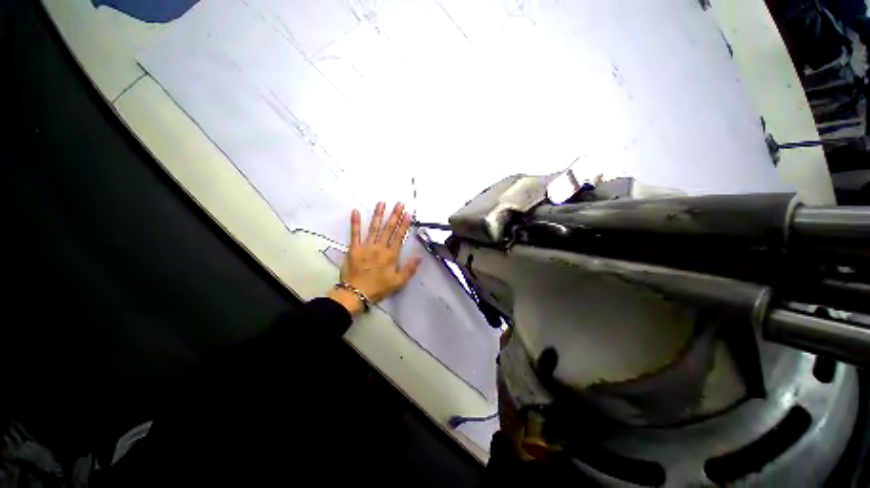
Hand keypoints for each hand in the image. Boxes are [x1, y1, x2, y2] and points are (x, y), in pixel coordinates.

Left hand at [327, 202, 422, 315]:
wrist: (356, 294)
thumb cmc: (379, 288)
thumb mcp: (398, 282)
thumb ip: (410, 268)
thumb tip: (420, 256)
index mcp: (391, 255)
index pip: (399, 236)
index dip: (404, 224)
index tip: (407, 213)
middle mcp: (380, 247)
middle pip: (388, 228)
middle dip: (394, 215)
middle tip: (399, 203)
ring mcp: (366, 246)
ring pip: (374, 227)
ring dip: (378, 214)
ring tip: (381, 203)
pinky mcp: (354, 248)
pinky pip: (354, 233)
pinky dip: (355, 222)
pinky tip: (355, 211)